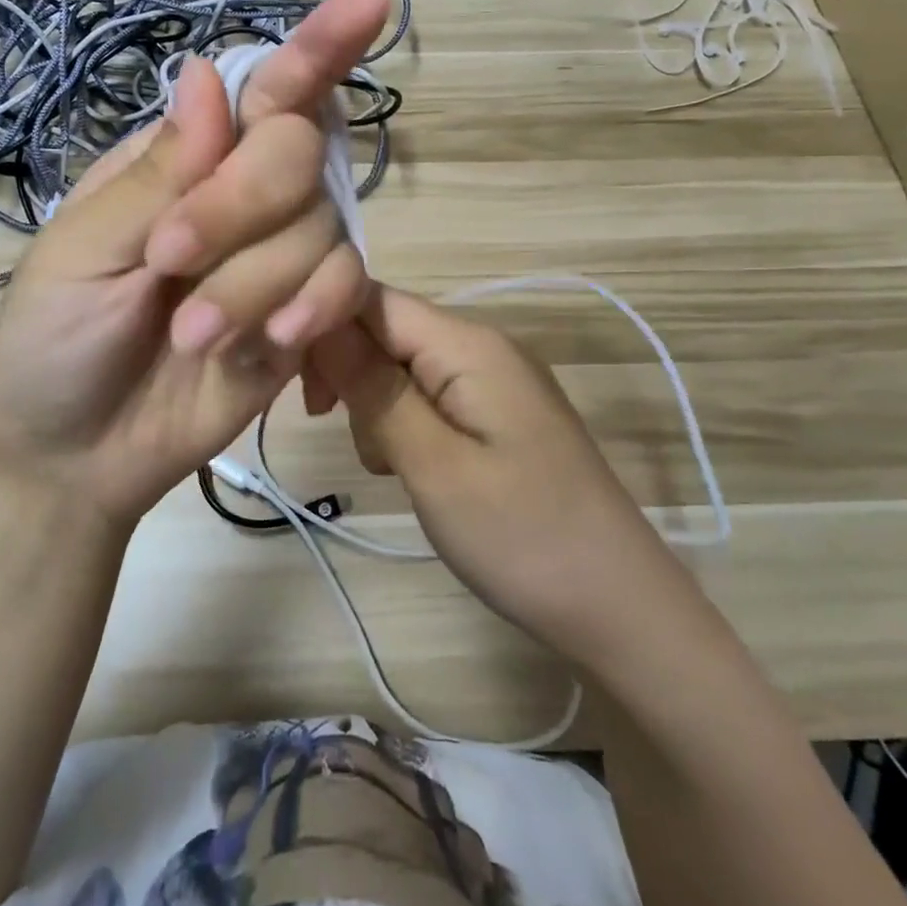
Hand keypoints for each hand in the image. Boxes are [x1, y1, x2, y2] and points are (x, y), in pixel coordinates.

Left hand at [0, 0, 387, 527]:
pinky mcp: (304, 318)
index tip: (365, 4)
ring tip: (192, 337)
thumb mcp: (79, 255)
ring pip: (321, 227)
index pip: (258, 93)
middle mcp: (241, 199)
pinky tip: (275, 341)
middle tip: (170, 260)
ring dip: (257, 280)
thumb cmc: (51, 345)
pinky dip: (318, 306)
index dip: (313, 49)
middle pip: (296, 151)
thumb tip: (207, 74)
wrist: (75, 457)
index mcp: (179, 164)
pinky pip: (345, 287)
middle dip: (242, 204)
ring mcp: (278, 259)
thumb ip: (155, 176)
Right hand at [307, 284, 665, 670]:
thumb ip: (374, 388)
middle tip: (333, 428)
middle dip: (349, 372)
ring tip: (388, 466)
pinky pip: (430, 399)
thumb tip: (320, 323)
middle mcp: (482, 347)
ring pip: (403, 368)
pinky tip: (410, 470)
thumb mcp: (433, 463)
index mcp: (468, 343)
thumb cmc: (521, 535)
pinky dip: (405, 427)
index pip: (373, 298)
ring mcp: (494, 382)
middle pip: (386, 331)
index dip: (322, 324)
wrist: (618, 607)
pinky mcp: (497, 416)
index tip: (288, 379)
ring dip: (375, 407)